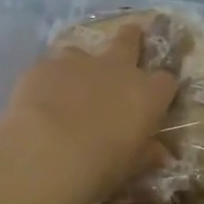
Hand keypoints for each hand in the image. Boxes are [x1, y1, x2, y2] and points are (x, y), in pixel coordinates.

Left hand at [2, 23, 177, 200]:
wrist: (47, 153)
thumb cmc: (101, 166)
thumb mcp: (131, 167)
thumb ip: (147, 154)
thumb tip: (160, 152)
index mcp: (146, 94)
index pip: (166, 81)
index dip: (161, 88)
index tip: (155, 98)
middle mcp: (117, 69)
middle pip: (129, 40)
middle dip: (131, 37)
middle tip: (129, 36)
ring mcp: (78, 62)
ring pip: (82, 52)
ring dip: (80, 65)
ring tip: (69, 85)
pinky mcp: (44, 66)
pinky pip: (49, 68)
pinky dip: (47, 81)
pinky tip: (37, 101)